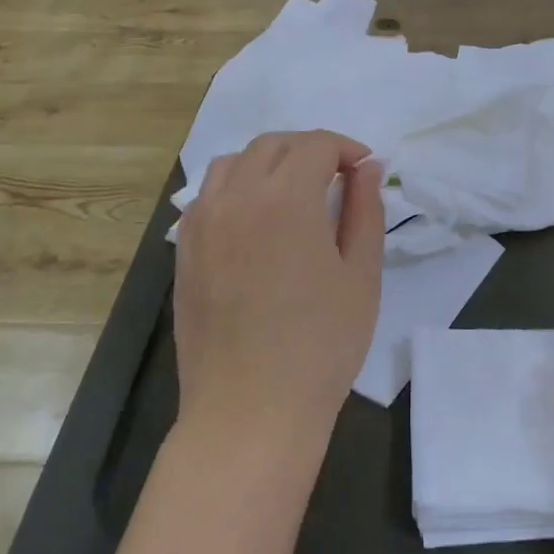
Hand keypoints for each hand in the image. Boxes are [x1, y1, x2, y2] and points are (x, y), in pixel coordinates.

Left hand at [173, 131, 384, 458]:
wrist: (250, 410)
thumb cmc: (320, 345)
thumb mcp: (361, 275)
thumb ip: (366, 210)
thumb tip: (368, 167)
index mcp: (286, 198)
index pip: (316, 144)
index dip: (347, 148)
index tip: (365, 171)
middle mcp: (237, 196)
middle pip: (273, 144)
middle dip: (310, 149)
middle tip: (337, 178)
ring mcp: (202, 221)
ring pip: (235, 162)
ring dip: (270, 162)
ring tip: (295, 192)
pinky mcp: (184, 249)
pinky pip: (209, 194)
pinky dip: (237, 187)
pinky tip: (256, 219)